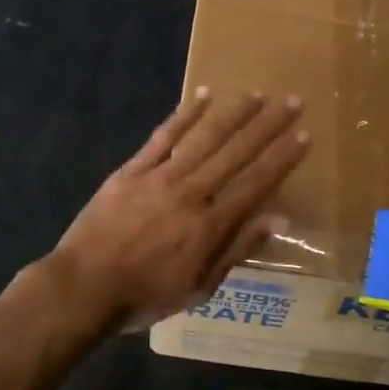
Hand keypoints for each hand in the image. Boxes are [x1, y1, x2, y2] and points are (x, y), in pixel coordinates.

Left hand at [49, 89, 309, 331]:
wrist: (85, 287)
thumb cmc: (146, 295)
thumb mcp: (199, 287)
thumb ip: (238, 249)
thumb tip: (278, 219)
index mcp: (210, 225)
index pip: (256, 184)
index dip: (282, 159)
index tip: (303, 135)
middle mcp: (191, 192)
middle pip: (236, 153)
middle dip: (267, 126)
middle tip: (292, 101)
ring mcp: (160, 177)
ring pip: (204, 138)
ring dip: (233, 113)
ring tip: (256, 94)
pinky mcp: (132, 169)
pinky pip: (163, 137)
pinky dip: (184, 115)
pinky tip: (202, 96)